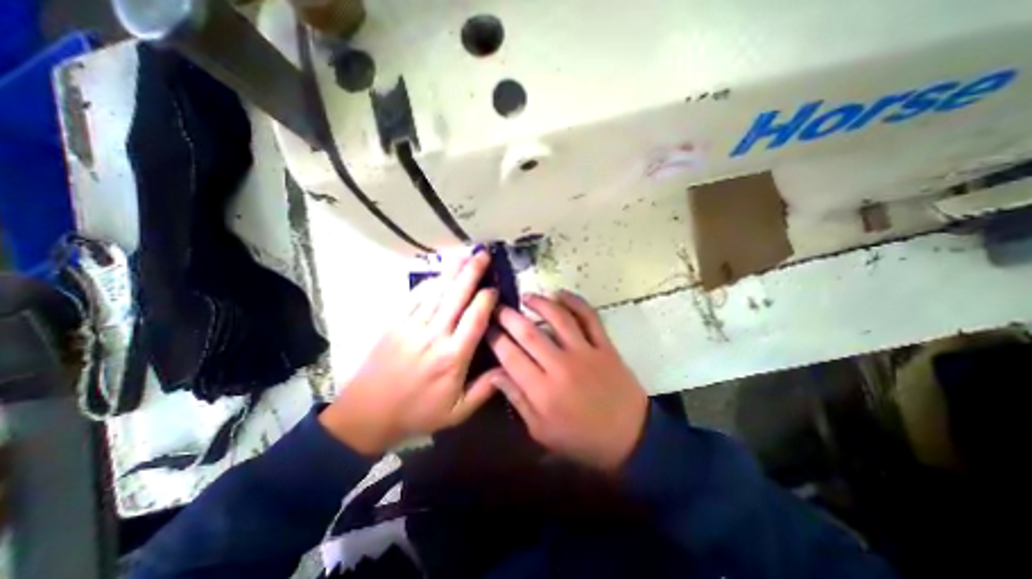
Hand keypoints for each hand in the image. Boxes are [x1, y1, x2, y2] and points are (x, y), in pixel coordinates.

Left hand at [321, 251, 502, 453]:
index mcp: (453, 357)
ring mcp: (412, 326)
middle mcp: (434, 336)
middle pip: (456, 296)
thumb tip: (507, 367)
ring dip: (452, 271)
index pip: (475, 318)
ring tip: (465, 254)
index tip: (495, 287)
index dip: (486, 298)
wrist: (367, 415)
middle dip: (472, 272)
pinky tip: (440, 274)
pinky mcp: (395, 323)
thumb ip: (484, 389)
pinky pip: (415, 296)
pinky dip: (429, 282)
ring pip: (437, 291)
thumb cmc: (417, 413)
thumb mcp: (457, 412)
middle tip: (483, 254)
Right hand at [488, 293, 641, 473]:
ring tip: (526, 296)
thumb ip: (517, 400)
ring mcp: (585, 352)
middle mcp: (561, 366)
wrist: (630, 437)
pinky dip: (575, 302)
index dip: (495, 339)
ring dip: (540, 303)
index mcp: (542, 391)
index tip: (486, 327)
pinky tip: (560, 294)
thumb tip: (495, 374)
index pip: (510, 356)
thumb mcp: (541, 431)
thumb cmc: (581, 439)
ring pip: (558, 318)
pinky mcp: (604, 345)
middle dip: (509, 317)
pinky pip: (589, 317)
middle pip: (529, 333)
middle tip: (498, 307)